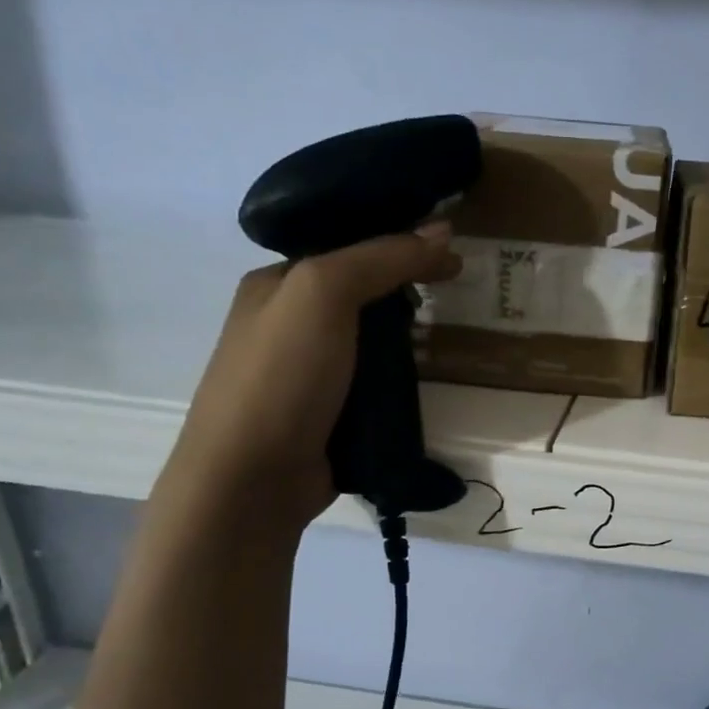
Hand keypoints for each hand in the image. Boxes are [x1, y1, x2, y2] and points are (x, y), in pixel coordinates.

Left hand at [166, 222, 460, 534]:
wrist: (253, 478)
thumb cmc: (282, 375)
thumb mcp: (324, 293)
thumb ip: (382, 258)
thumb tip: (443, 230)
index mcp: (276, 285)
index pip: (345, 248)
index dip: (397, 243)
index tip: (451, 252)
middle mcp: (289, 327)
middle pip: (361, 298)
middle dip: (406, 295)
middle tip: (456, 296)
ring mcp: (309, 377)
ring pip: (371, 347)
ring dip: (408, 345)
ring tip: (450, 341)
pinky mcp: (330, 419)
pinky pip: (374, 390)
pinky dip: (401, 386)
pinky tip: (429, 384)